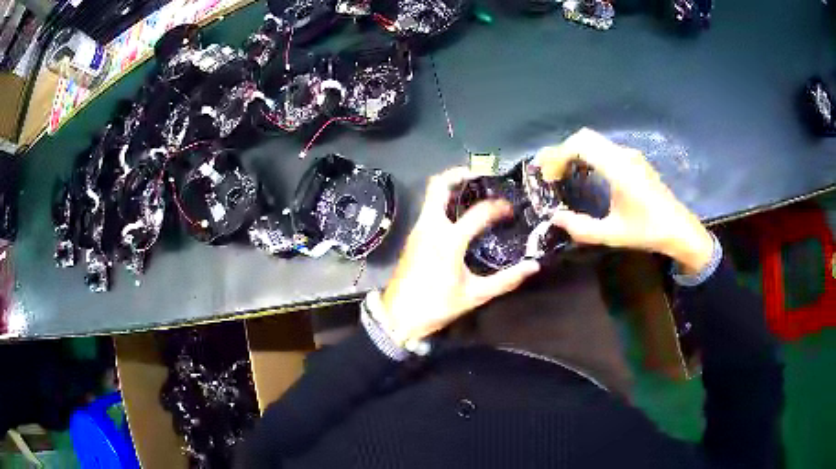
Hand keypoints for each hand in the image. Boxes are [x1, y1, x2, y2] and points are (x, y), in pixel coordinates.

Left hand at [380, 167, 540, 344]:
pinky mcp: (413, 237)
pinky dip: (443, 203)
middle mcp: (430, 227)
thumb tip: (533, 266)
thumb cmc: (437, 306)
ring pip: (431, 196)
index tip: (511, 211)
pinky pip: (428, 210)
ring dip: (450, 188)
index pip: (479, 212)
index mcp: (449, 239)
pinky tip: (458, 215)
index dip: (499, 207)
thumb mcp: (475, 295)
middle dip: (459, 175)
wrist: (398, 317)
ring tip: (473, 193)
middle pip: (439, 185)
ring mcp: (418, 230)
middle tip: (481, 177)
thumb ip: (506, 280)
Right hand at [536, 128, 713, 273]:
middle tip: (550, 172)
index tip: (547, 175)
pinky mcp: (634, 160)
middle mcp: (624, 155)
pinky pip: (604, 148)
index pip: (581, 146)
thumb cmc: (647, 231)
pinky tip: (584, 173)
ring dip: (575, 152)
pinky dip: (588, 155)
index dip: (558, 155)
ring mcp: (630, 155)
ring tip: (562, 172)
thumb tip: (555, 218)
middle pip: (585, 137)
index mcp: (618, 169)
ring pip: (595, 141)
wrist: (679, 229)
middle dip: (562, 150)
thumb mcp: (613, 235)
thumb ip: (582, 228)